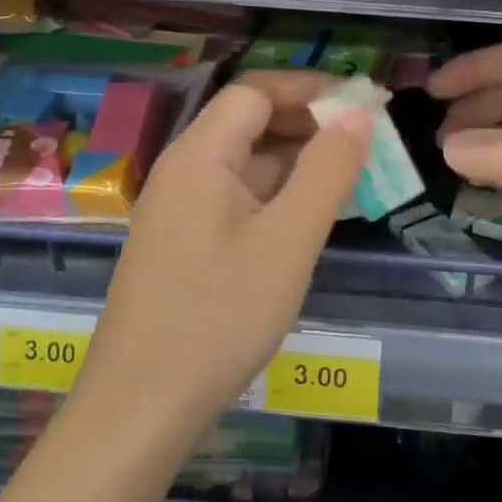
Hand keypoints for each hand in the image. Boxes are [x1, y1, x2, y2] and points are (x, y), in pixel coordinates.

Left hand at [78, 71, 371, 431]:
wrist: (138, 412)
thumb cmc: (218, 319)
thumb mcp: (288, 241)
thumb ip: (327, 171)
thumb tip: (357, 114)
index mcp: (201, 156)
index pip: (256, 92)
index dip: (310, 89)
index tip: (361, 103)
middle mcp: (183, 170)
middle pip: (248, 122)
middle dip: (307, 123)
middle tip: (364, 141)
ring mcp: (178, 208)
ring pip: (244, 162)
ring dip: (294, 160)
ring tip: (348, 176)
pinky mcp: (181, 242)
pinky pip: (234, 196)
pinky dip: (275, 194)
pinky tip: (306, 217)